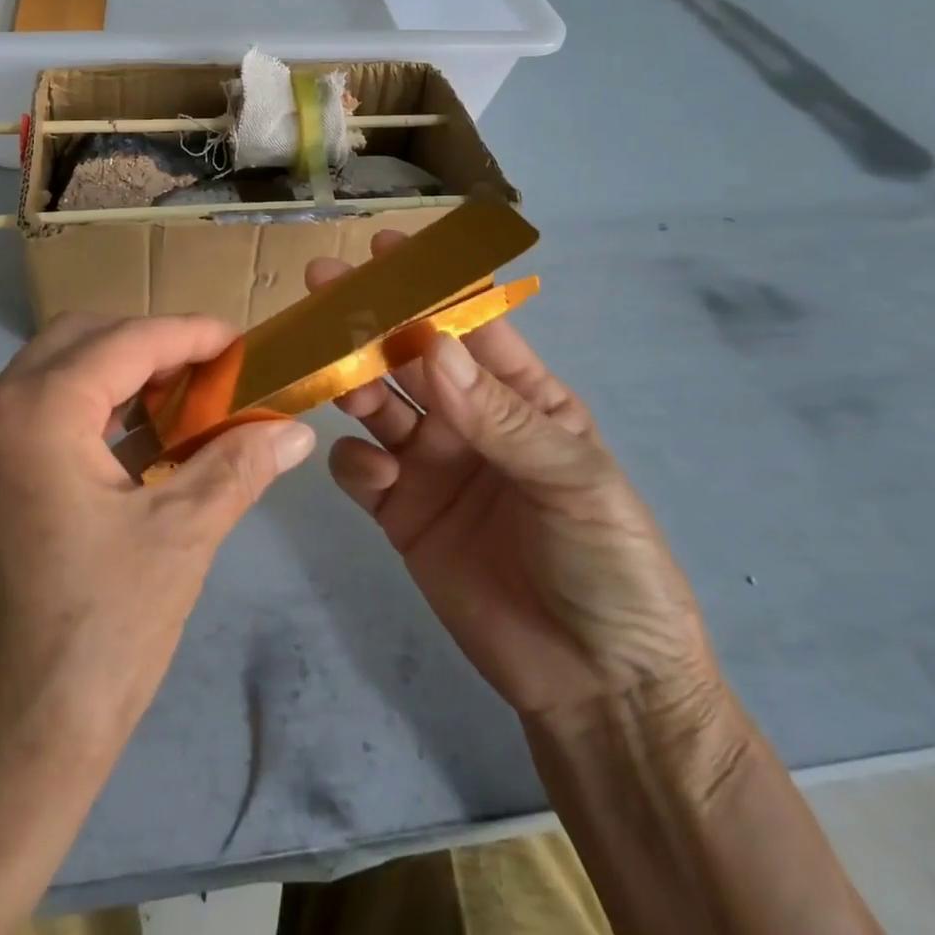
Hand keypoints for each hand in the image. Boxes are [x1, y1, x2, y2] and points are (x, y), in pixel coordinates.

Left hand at [0, 311, 315, 782]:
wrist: (1, 751)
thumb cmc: (97, 637)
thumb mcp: (180, 537)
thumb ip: (238, 465)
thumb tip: (297, 433)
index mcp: (35, 413)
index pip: (125, 340)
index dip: (189, 334)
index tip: (241, 342)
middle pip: (79, 340)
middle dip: (149, 344)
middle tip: (210, 372)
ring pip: (53, 373)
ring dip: (118, 374)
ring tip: (183, 400)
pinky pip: (35, 413)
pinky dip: (88, 410)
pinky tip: (138, 442)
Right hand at [307, 235, 716, 735]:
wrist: (599, 686)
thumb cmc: (610, 565)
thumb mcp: (574, 482)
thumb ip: (500, 417)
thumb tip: (432, 347)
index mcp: (522, 397)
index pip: (469, 324)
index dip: (430, 283)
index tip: (387, 248)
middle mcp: (468, 419)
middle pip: (407, 356)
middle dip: (368, 319)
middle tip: (323, 285)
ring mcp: (431, 465)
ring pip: (375, 404)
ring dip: (351, 382)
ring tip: (334, 377)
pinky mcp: (401, 512)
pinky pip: (360, 470)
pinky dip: (354, 463)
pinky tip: (373, 477)